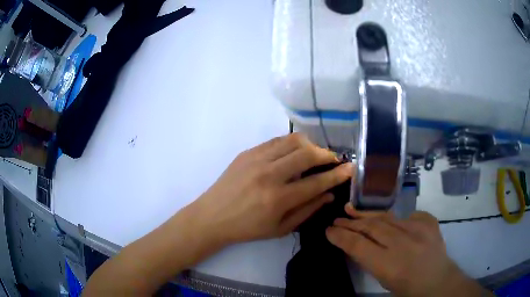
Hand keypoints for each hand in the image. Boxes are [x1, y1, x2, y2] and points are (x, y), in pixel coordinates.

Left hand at [187, 133, 352, 244]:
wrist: (213, 216)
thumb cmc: (247, 228)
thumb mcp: (280, 228)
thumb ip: (307, 210)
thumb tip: (329, 195)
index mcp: (278, 199)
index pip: (317, 182)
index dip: (337, 175)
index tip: (351, 169)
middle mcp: (269, 175)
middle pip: (307, 154)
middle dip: (327, 155)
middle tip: (334, 159)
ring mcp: (256, 159)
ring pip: (293, 141)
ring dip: (310, 145)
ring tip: (316, 154)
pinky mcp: (247, 152)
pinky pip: (276, 140)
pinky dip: (292, 143)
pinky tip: (295, 151)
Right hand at [326, 206, 489, 296]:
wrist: (438, 280)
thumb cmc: (407, 287)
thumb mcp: (383, 279)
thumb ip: (369, 260)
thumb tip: (355, 244)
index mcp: (388, 264)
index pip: (358, 244)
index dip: (341, 236)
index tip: (328, 230)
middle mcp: (402, 243)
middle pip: (371, 227)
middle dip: (351, 222)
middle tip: (337, 219)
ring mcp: (418, 229)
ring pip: (386, 217)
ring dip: (367, 214)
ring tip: (352, 209)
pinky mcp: (428, 221)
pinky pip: (406, 215)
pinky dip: (394, 218)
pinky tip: (388, 220)